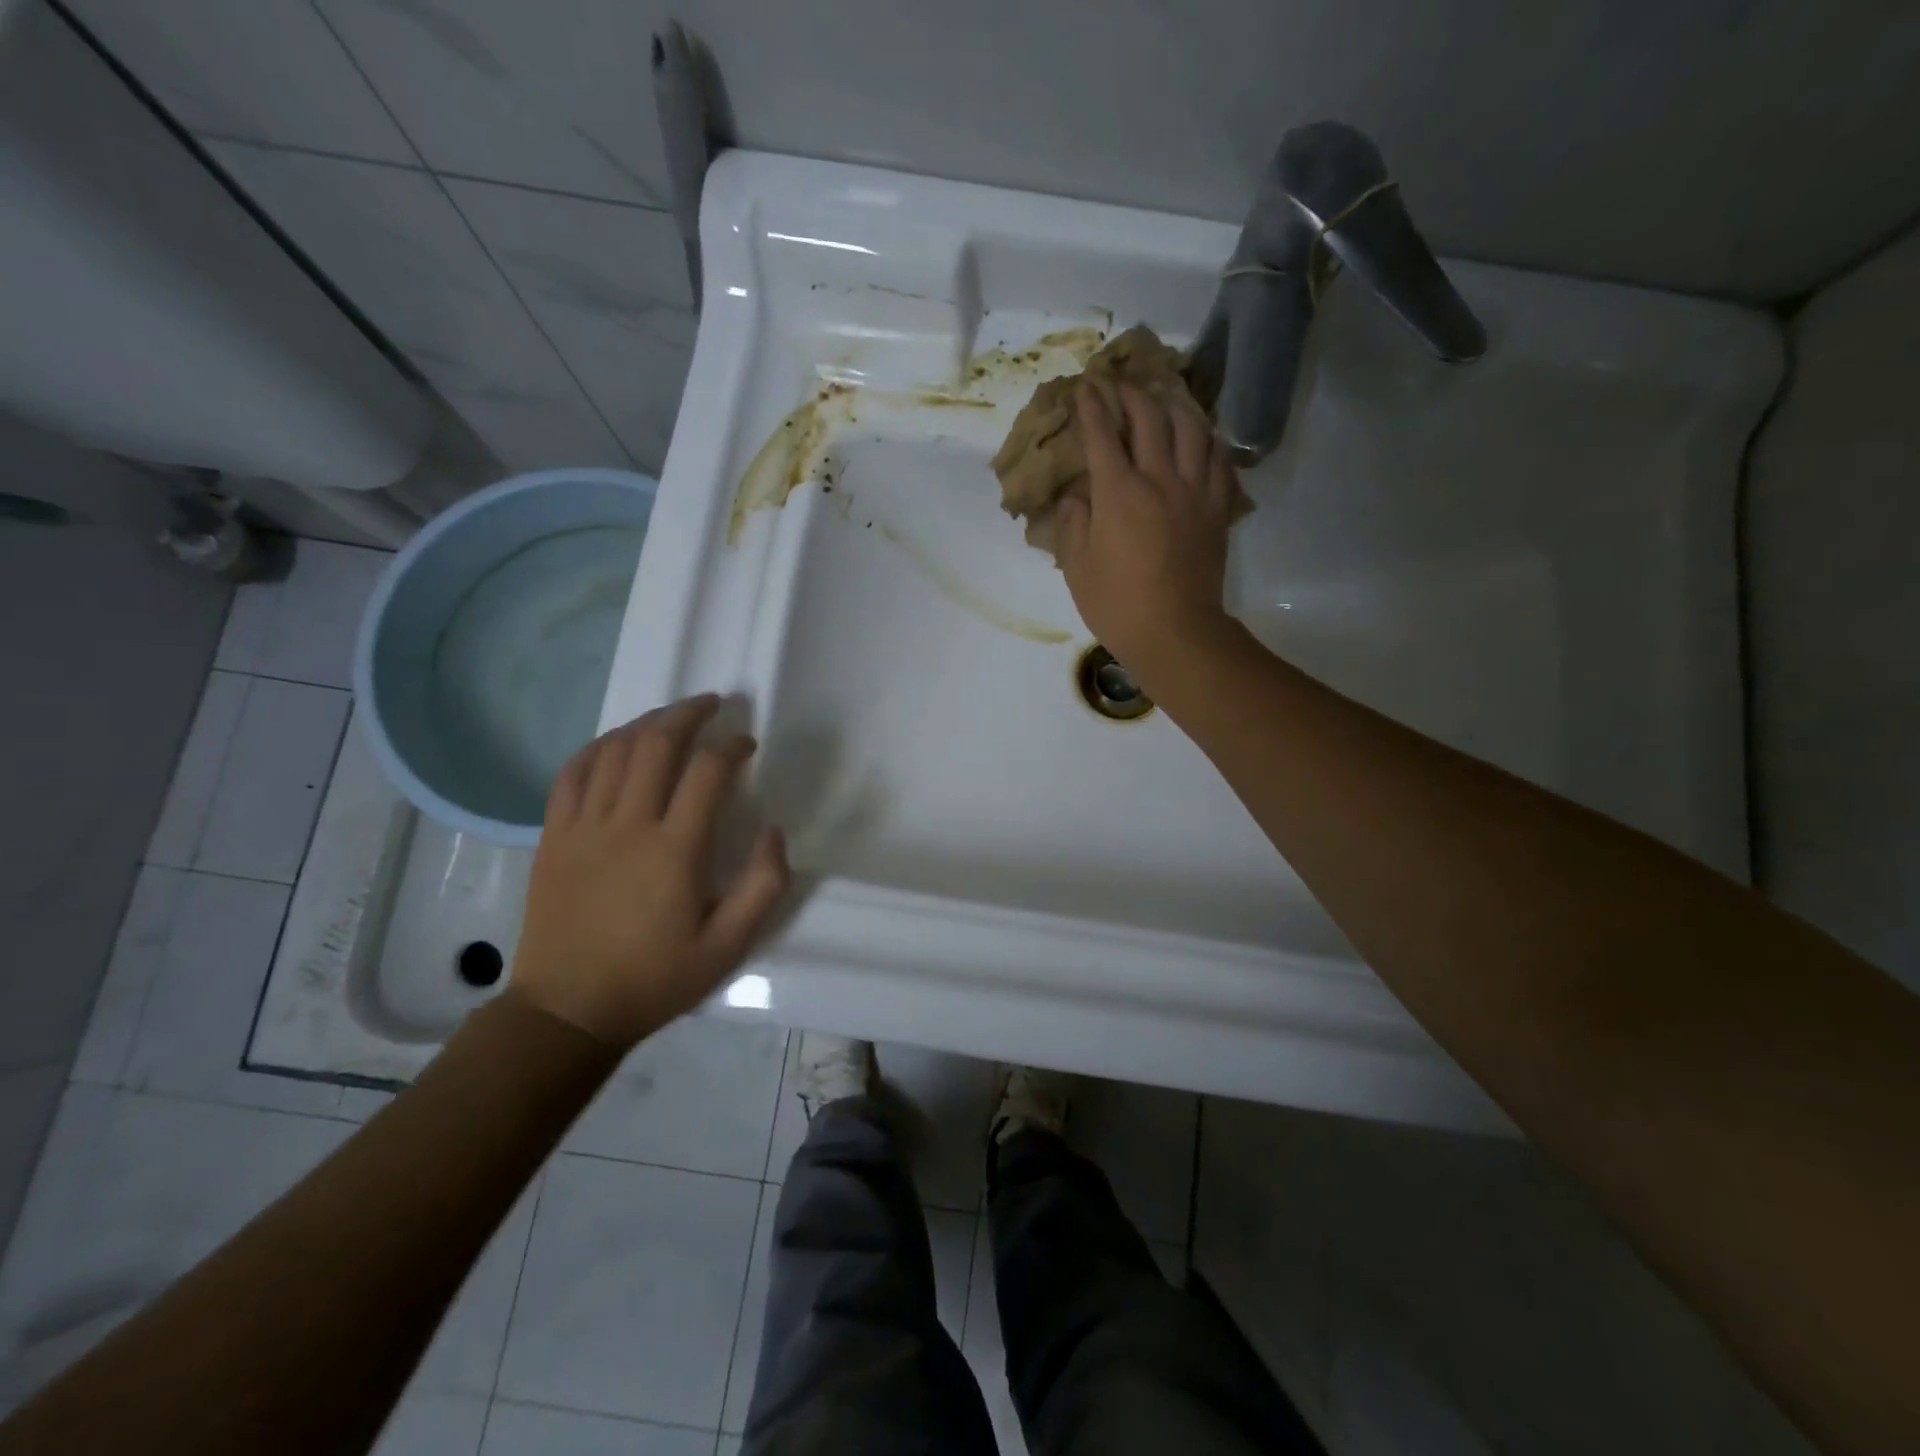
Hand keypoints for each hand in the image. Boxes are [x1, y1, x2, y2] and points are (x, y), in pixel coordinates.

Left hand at [509, 696, 789, 1047]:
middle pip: (657, 744)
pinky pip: (572, 773)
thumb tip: (773, 830)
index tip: (747, 744)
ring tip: (671, 717)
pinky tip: (617, 743)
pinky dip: (599, 747)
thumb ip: (764, 886)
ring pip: (615, 750)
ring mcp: (583, 828)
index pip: (707, 772)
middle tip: (713, 704)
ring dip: (647, 723)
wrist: (568, 1011)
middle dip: (689, 714)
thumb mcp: (728, 947)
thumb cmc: (654, 979)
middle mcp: (628, 826)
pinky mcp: (554, 837)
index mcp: (675, 851)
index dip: (732, 746)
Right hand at [1055, 382, 1240, 684]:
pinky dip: (1208, 441)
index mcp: (1118, 492)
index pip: (1102, 435)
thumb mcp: (1076, 567)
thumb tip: (1076, 496)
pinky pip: (1218, 460)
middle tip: (1123, 385)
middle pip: (1151, 419)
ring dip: (1176, 407)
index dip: (1092, 406)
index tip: (1086, 386)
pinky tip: (1201, 440)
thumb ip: (1072, 523)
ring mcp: (1194, 492)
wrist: (1175, 631)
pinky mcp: (1217, 509)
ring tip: (1166, 402)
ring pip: (1192, 429)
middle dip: (1133, 394)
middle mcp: (1159, 479)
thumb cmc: (1116, 604)